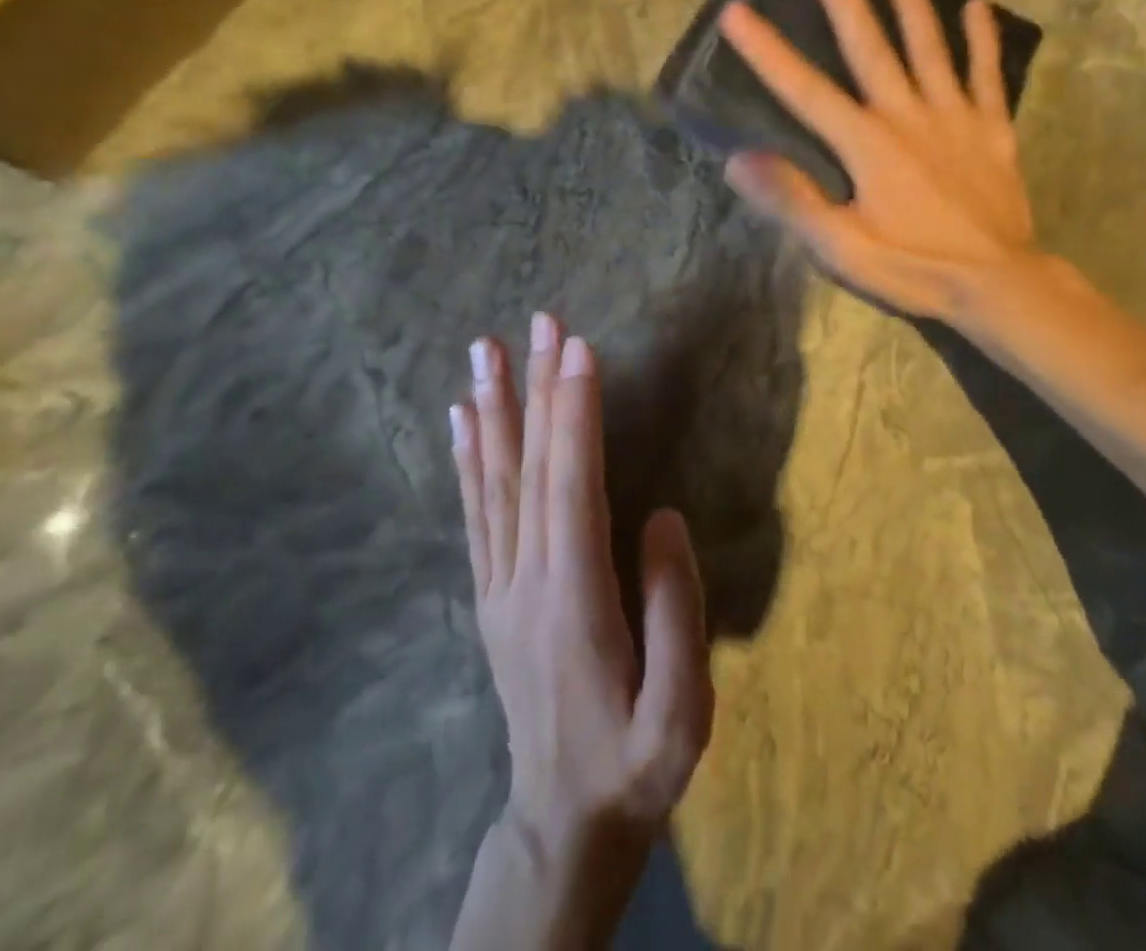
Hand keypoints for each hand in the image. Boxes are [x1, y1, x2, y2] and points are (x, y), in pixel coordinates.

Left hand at [451, 314, 712, 871]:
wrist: (562, 824)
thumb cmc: (634, 766)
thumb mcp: (681, 712)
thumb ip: (676, 610)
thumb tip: (661, 515)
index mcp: (574, 599)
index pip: (571, 485)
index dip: (574, 414)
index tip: (578, 349)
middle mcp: (526, 578)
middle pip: (531, 467)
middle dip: (539, 387)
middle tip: (541, 321)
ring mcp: (501, 584)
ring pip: (494, 480)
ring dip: (494, 407)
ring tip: (484, 350)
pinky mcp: (493, 592)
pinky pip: (477, 511)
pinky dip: (469, 457)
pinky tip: (464, 418)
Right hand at [717, 0, 1036, 320]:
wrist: (997, 284)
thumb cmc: (912, 267)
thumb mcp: (841, 247)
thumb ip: (793, 199)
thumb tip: (739, 159)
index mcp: (866, 144)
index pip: (805, 90)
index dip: (768, 52)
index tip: (737, 12)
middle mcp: (907, 116)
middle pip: (872, 48)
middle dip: (846, 0)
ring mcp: (954, 118)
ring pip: (930, 47)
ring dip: (913, 1)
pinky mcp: (991, 130)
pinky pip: (985, 76)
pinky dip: (981, 41)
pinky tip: (977, 8)